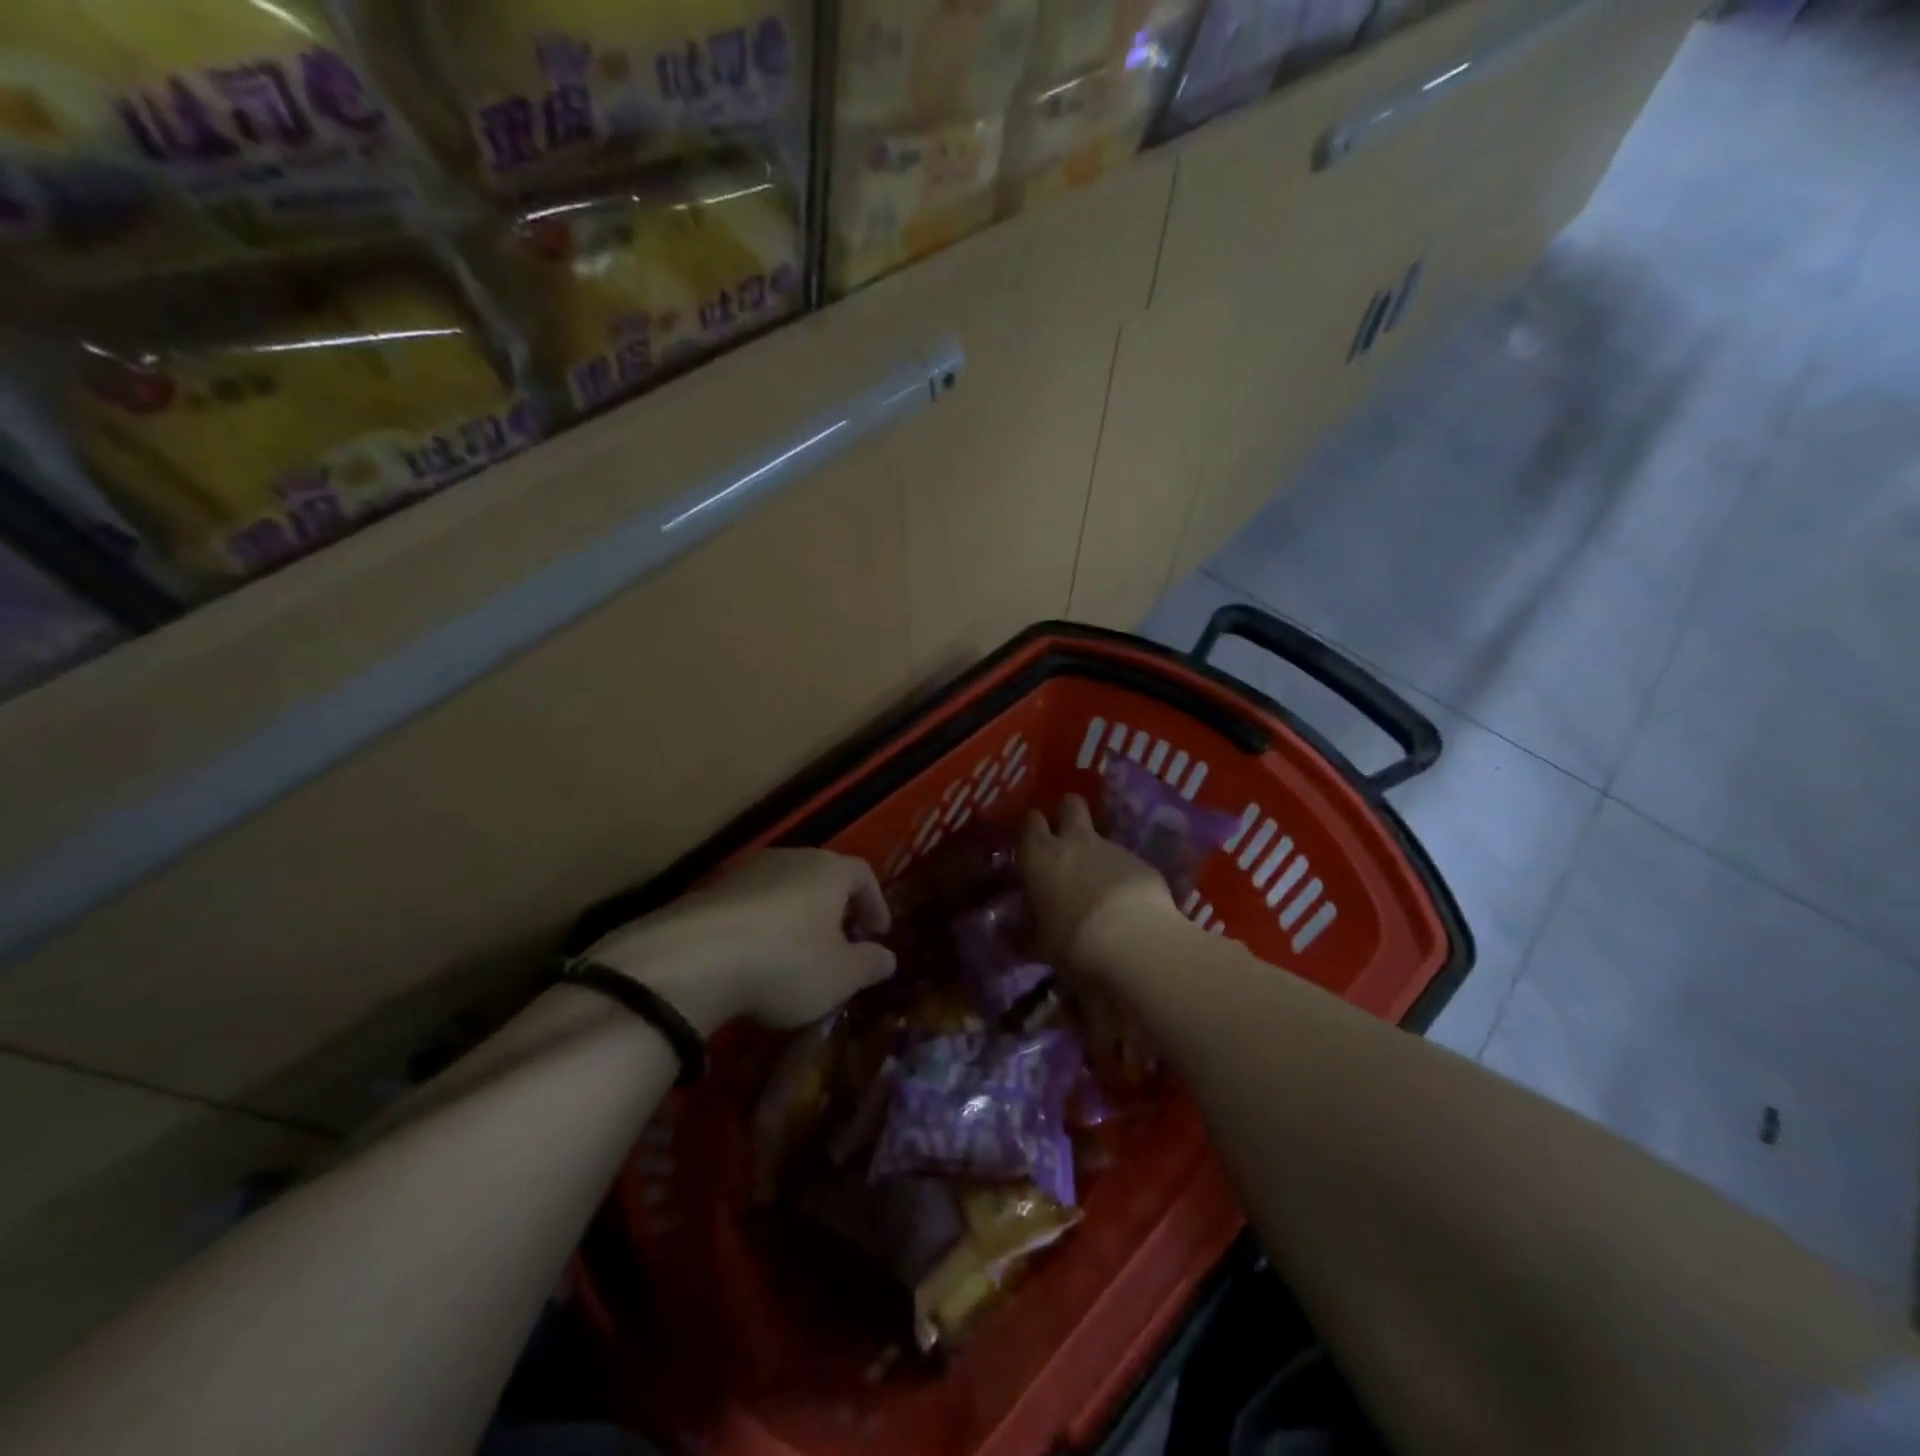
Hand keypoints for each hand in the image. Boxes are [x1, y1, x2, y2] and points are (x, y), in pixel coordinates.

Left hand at [582, 849, 895, 1033]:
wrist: (692, 960)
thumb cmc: (786, 962)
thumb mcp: (841, 975)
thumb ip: (870, 964)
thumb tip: (887, 958)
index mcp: (828, 869)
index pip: (863, 875)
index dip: (876, 904)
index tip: (878, 934)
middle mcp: (789, 858)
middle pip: (822, 878)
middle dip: (836, 910)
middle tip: (842, 944)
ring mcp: (744, 872)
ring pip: (784, 890)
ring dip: (797, 918)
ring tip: (798, 955)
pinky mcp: (708, 892)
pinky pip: (750, 906)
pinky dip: (762, 927)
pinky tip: (756, 960)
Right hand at [1022, 795, 1180, 971]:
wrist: (1133, 941)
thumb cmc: (1072, 942)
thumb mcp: (1041, 943)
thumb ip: (1033, 929)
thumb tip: (1026, 931)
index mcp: (1040, 856)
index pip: (1030, 820)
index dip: (1032, 827)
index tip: (1032, 841)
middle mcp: (1075, 842)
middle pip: (1071, 804)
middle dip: (1068, 813)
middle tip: (1067, 836)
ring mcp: (1112, 848)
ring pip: (1101, 836)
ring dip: (1097, 853)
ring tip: (1101, 885)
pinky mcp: (1142, 862)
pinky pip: (1126, 861)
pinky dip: (1123, 875)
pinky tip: (1128, 902)